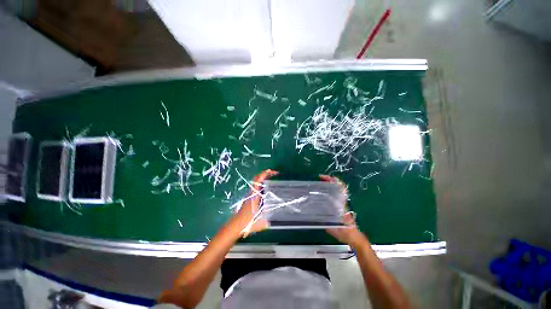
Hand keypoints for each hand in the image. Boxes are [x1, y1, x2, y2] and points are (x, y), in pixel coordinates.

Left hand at [235, 169, 278, 236]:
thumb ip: (268, 221)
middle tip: (274, 173)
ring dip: (263, 178)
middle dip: (265, 174)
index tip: (271, 171)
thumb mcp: (260, 222)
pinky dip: (262, 184)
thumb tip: (274, 219)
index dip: (264, 174)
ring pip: (256, 182)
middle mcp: (251, 193)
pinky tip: (267, 187)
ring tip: (272, 177)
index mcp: (254, 195)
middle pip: (257, 179)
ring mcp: (250, 195)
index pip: (258, 180)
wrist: (235, 225)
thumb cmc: (246, 222)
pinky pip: (256, 187)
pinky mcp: (250, 198)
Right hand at [320, 175, 367, 247]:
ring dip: (329, 184)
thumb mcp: (334, 228)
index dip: (333, 180)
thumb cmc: (345, 232)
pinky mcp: (339, 206)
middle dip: (330, 180)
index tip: (323, 178)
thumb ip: (326, 223)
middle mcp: (341, 201)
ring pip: (336, 190)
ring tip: (320, 183)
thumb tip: (315, 218)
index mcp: (341, 203)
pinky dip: (329, 190)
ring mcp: (341, 203)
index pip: (340, 188)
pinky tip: (322, 192)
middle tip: (320, 178)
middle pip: (338, 186)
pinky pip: (334, 195)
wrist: (353, 236)